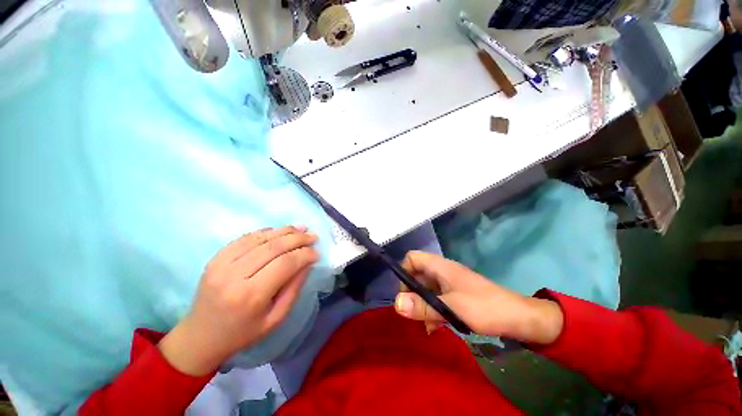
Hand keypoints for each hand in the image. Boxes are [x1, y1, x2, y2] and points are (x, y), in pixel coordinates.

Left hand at [159, 226, 318, 375]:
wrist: (200, 337)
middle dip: (298, 238)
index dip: (305, 254)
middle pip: (273, 247)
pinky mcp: (215, 259)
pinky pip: (244, 238)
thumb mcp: (276, 318)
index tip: (317, 253)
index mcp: (251, 296)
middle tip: (313, 236)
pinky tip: (278, 231)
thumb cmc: (243, 333)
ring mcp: (221, 264)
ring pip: (260, 238)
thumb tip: (308, 262)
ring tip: (301, 229)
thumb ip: (294, 288)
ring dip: (284, 231)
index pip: (285, 264)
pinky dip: (265, 232)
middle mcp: (234, 276)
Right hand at [394, 251, 563, 344]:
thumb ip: (423, 306)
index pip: (412, 258)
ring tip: (423, 323)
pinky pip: (437, 299)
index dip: (404, 271)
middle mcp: (442, 271)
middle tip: (412, 312)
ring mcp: (449, 283)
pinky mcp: (456, 295)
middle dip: (411, 292)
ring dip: (422, 304)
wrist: (519, 319)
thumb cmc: (484, 308)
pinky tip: (435, 328)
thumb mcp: (451, 308)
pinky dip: (432, 310)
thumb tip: (396, 304)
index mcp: (440, 266)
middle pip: (416, 274)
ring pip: (426, 288)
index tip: (404, 293)